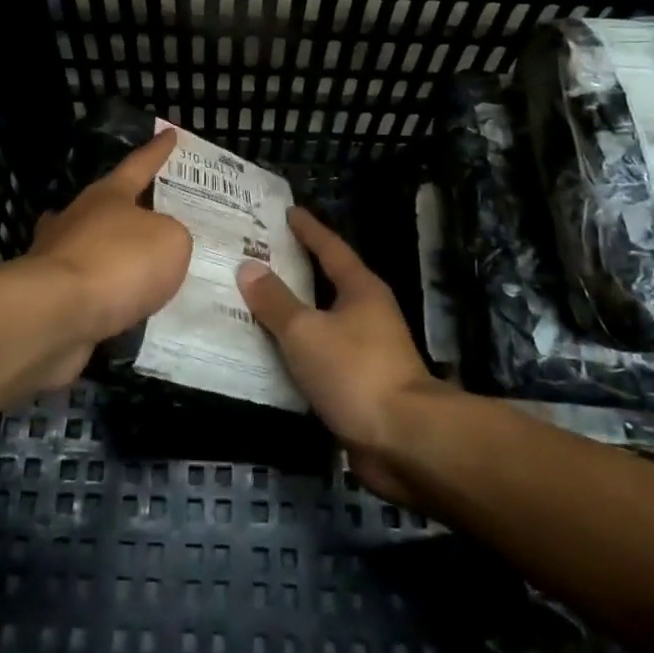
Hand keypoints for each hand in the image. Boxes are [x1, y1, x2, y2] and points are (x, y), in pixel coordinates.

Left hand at [26, 129, 191, 385]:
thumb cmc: (118, 262)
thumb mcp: (170, 241)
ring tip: (142, 264)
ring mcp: (58, 255)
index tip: (169, 132)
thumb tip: (158, 244)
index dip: (158, 150)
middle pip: (109, 204)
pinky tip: (125, 306)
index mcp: (109, 194)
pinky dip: (107, 292)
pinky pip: (89, 287)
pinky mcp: (50, 295)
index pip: (140, 164)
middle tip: (159, 210)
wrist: (55, 314)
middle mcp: (80, 217)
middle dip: (131, 205)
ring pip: (92, 245)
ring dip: (113, 252)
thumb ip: (173, 235)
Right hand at [238, 208, 445, 505]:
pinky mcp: (361, 385)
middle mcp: (368, 313)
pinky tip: (271, 354)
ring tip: (255, 303)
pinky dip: (297, 350)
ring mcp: (368, 351)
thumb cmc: (355, 371)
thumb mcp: (306, 332)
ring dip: (293, 313)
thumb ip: (275, 301)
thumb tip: (249, 267)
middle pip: (327, 282)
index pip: (330, 248)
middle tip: (258, 257)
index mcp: (361, 289)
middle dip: (296, 270)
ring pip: (322, 321)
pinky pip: (320, 356)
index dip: (308, 229)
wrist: (404, 440)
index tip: (288, 212)